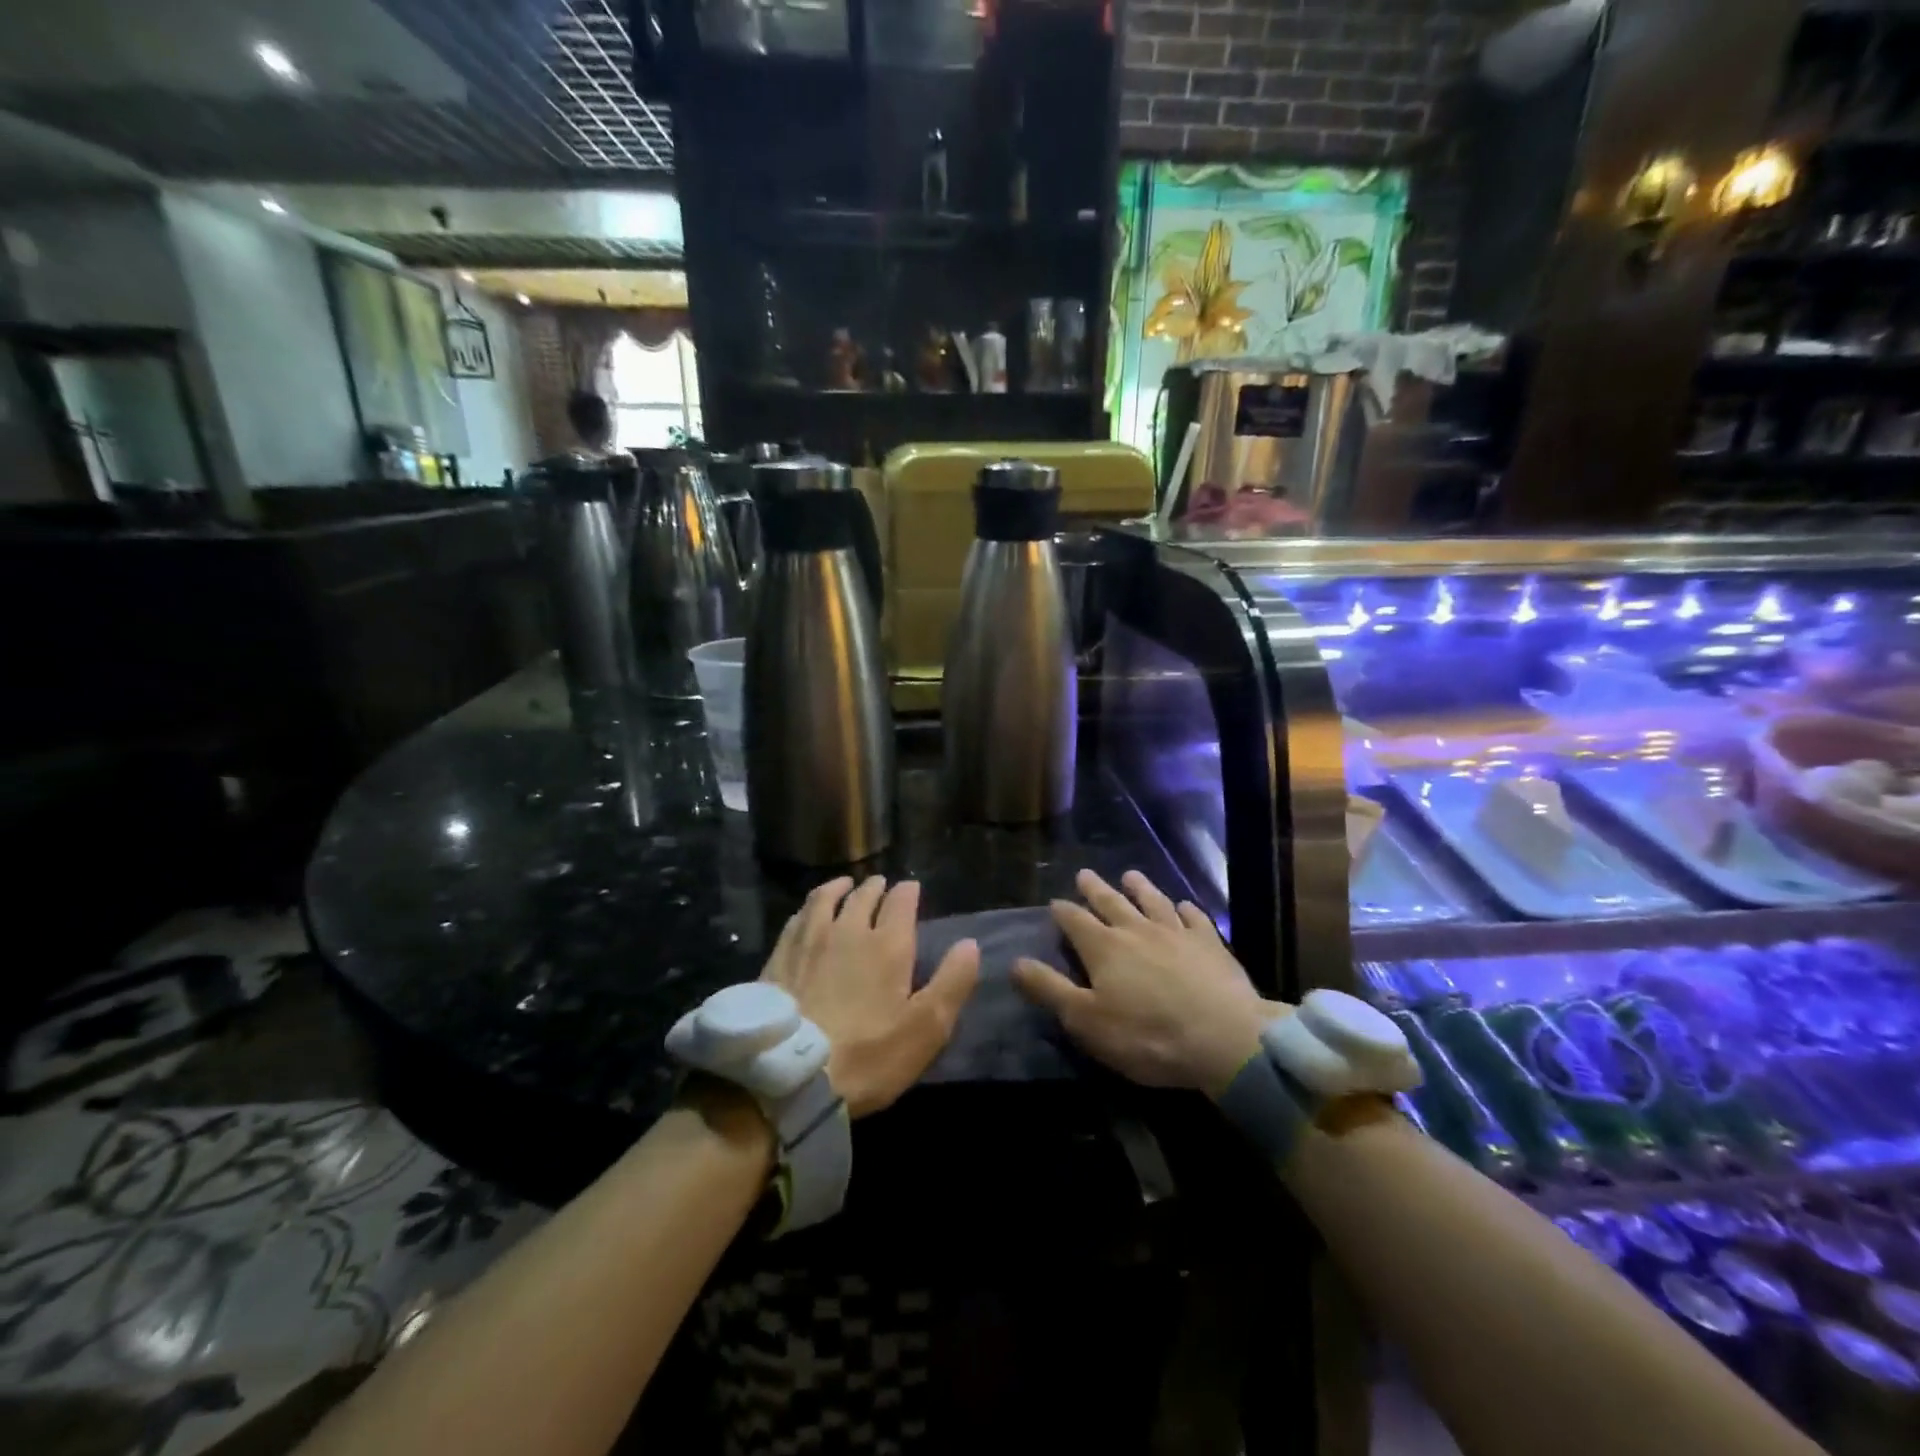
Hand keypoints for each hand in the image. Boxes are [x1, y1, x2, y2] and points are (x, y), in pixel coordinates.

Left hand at [762, 876, 980, 1117]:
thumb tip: (969, 943)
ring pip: (826, 899)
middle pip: (863, 896)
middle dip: (876, 887)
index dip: (908, 892)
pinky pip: (797, 918)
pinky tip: (808, 914)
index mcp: (887, 944)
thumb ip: (952, 982)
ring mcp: (809, 940)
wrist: (790, 1076)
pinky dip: (809, 908)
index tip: (912, 888)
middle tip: (881, 885)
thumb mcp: (927, 1027)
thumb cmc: (868, 1054)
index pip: (901, 902)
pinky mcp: (779, 956)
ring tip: (845, 884)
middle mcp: (848, 929)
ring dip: (840, 888)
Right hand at [1012, 868, 1281, 1095]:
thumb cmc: (1147, 1035)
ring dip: (1140, 888)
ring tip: (1130, 875)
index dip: (1062, 911)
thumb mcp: (1086, 1020)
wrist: (1225, 1039)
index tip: (1054, 902)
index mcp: (1104, 947)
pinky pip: (1195, 918)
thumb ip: (1049, 989)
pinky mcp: (1210, 944)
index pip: (1075, 920)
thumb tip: (1015, 961)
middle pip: (1111, 902)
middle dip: (1095, 889)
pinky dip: (1186, 909)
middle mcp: (1136, 930)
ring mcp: (1177, 933)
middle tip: (1085, 874)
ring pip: (1153, 901)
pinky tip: (1184, 906)